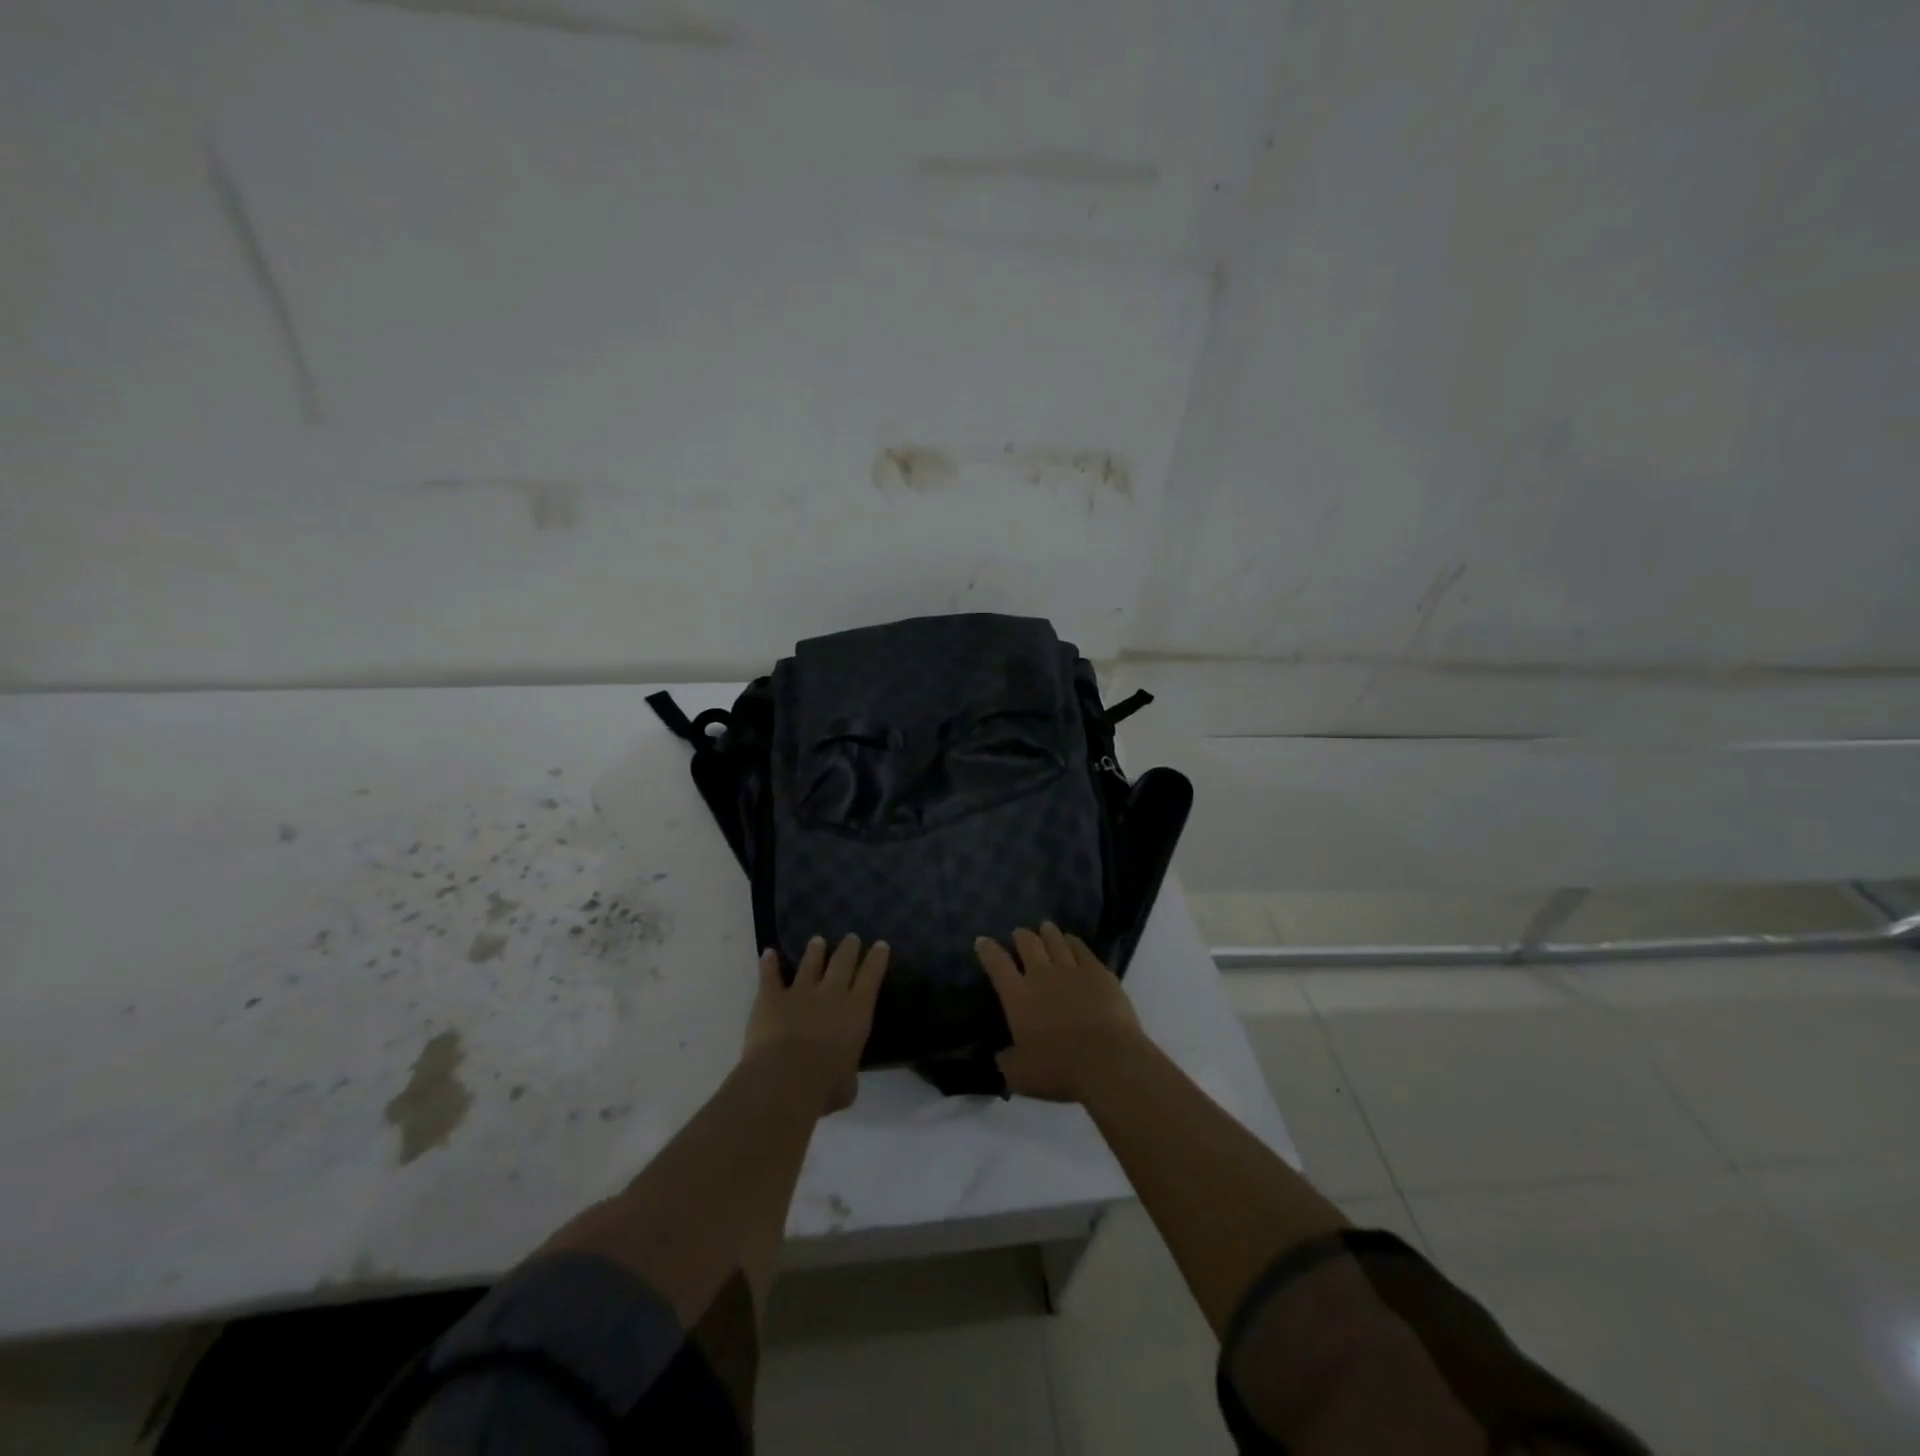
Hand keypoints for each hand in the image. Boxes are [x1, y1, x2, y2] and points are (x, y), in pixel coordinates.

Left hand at [742, 934, 889, 1116]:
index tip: (881, 945)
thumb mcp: (847, 1086)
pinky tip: (768, 953)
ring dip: (814, 951)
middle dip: (849, 948)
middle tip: (852, 937)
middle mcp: (831, 994)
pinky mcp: (771, 998)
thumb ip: (846, 1074)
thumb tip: (842, 1078)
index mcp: (856, 1012)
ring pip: (809, 964)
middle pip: (842, 962)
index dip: (877, 959)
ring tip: (817, 940)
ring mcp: (799, 992)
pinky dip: (768, 964)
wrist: (784, 1080)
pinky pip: (770, 976)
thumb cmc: (824, 1087)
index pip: (871, 977)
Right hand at [975, 923, 1145, 1101]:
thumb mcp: (1019, 1075)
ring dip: (1047, 933)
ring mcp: (1072, 970)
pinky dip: (1074, 942)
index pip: (997, 964)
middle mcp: (1041, 975)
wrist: (1107, 1061)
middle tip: (1019, 933)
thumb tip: (1001, 1055)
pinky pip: (1082, 949)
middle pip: (1028, 944)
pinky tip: (1072, 940)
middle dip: (1021, 936)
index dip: (987, 950)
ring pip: (1055, 941)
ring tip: (1045, 928)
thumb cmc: (1058, 1069)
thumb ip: (1007, 1061)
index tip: (982, 941)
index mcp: (1018, 996)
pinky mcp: (1098, 972)